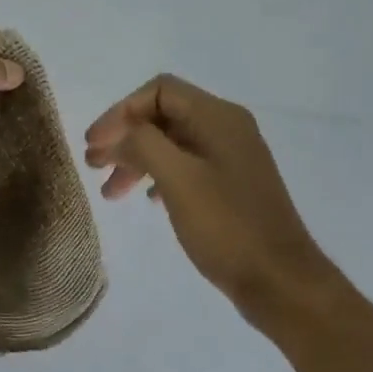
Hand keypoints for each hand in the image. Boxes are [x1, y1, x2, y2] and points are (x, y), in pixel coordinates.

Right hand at [85, 74, 328, 333]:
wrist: (279, 280)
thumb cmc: (226, 226)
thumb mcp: (178, 179)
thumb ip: (144, 145)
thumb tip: (121, 135)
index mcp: (218, 118)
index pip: (159, 91)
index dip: (120, 112)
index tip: (93, 145)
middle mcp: (227, 129)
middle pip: (163, 116)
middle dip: (124, 137)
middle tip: (93, 166)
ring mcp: (231, 159)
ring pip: (171, 145)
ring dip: (136, 161)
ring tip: (110, 192)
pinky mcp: (230, 187)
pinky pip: (185, 168)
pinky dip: (157, 177)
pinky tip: (145, 199)